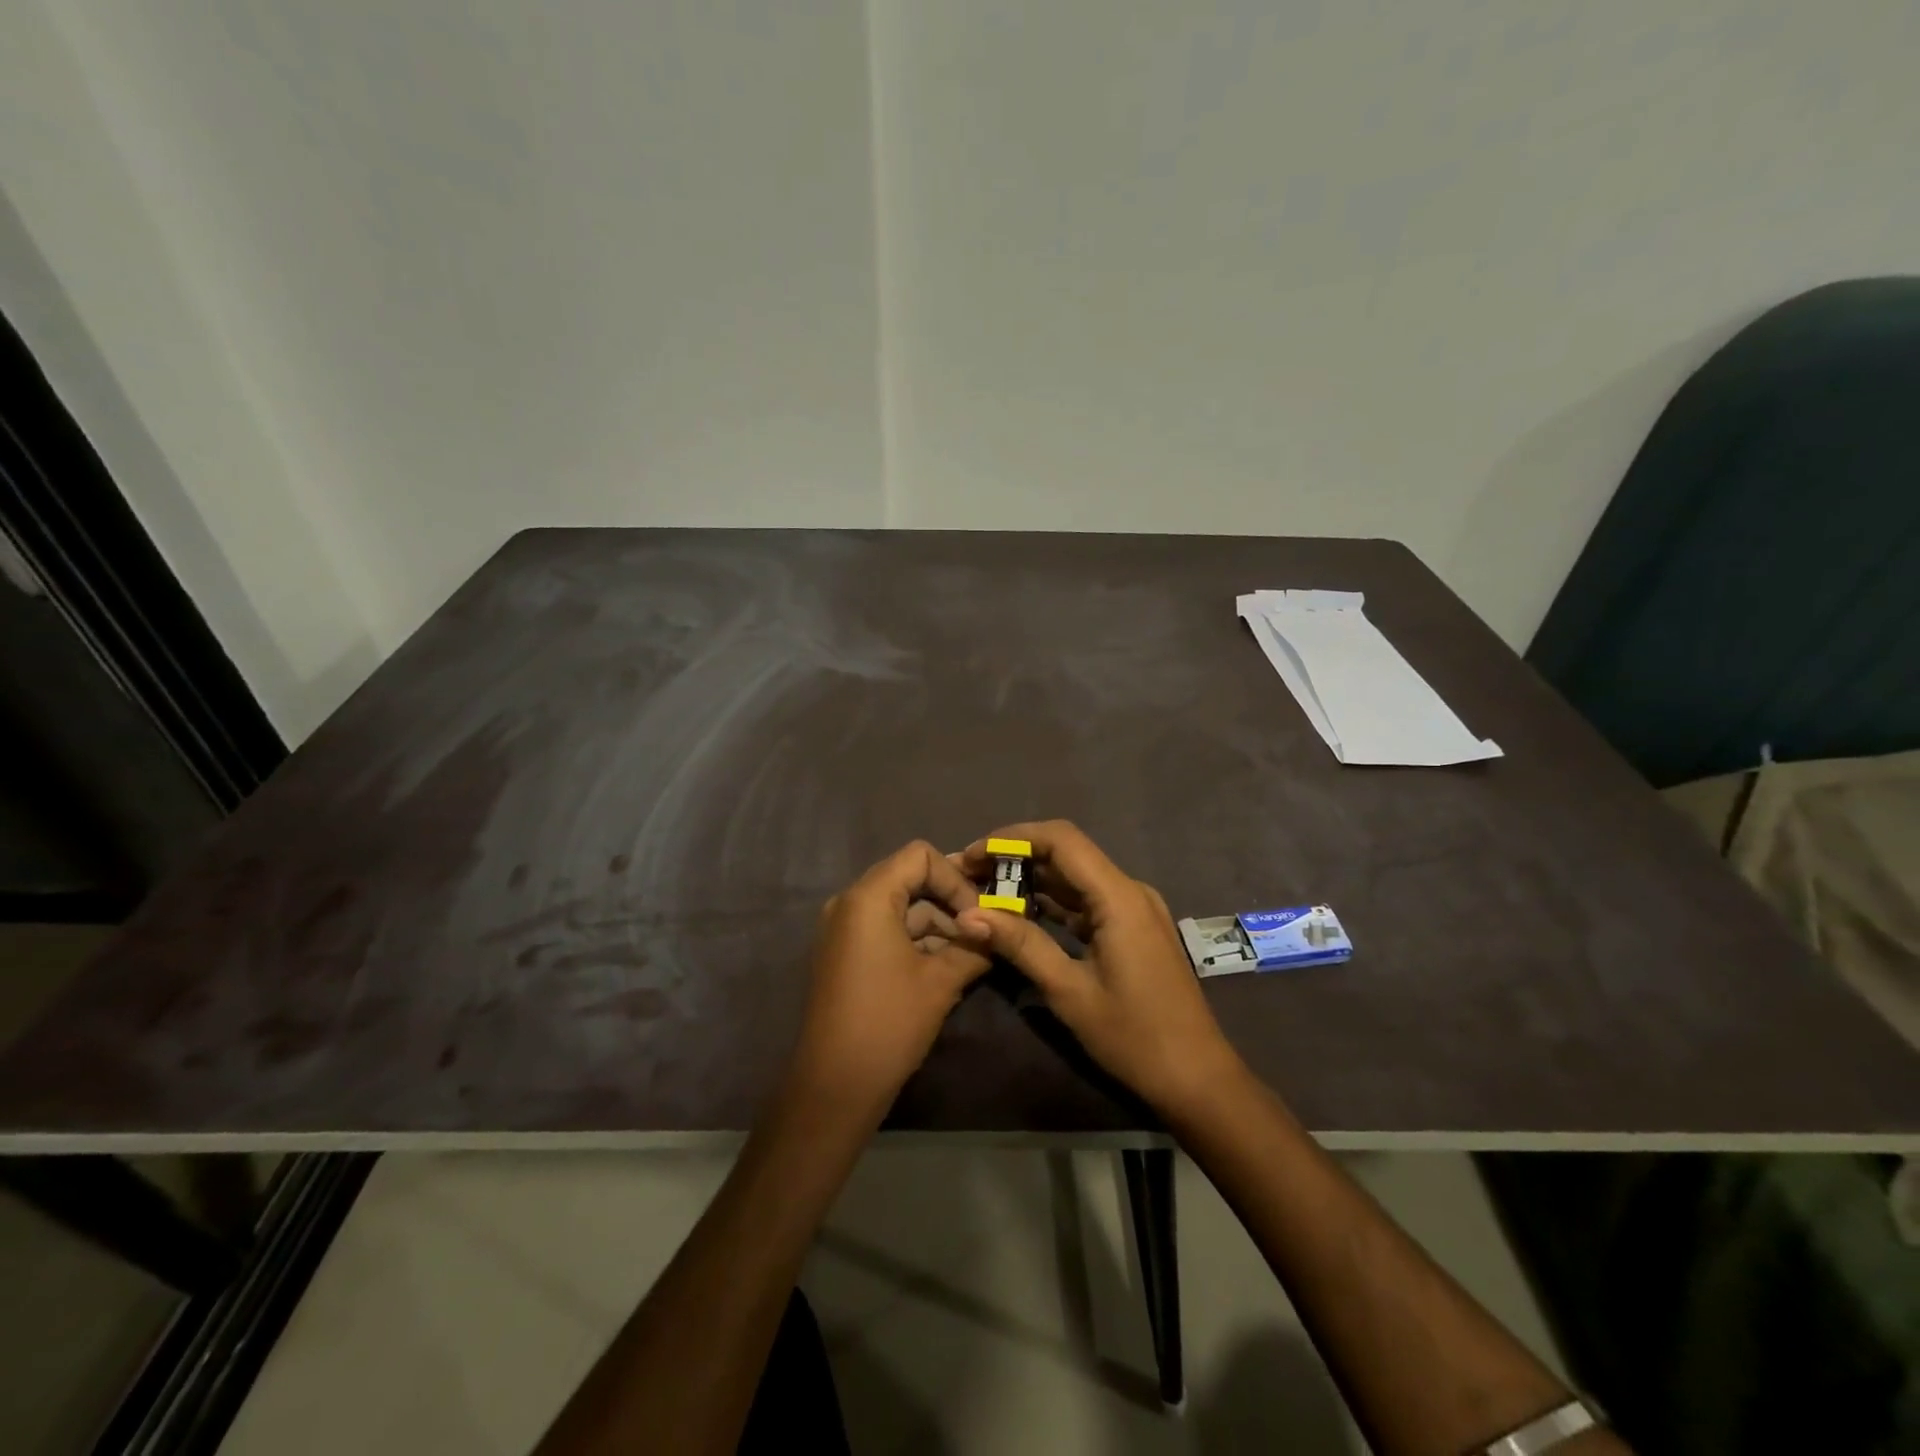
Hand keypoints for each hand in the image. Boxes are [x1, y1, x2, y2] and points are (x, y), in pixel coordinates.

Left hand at [786, 841, 991, 1119]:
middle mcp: (849, 902)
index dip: (955, 878)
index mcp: (868, 897)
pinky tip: (946, 966)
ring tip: (972, 954)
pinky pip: (885, 929)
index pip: (920, 856)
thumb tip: (1000, 929)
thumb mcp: (941, 981)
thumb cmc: (888, 1023)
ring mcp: (843, 929)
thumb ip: (973, 945)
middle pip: (909, 878)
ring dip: (937, 924)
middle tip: (983, 931)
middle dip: (950, 901)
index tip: (979, 913)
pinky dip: (916, 940)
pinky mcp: (844, 954)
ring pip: (900, 907)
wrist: (834, 1087)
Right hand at [954, 821, 1240, 1114]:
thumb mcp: (1069, 992)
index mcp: (1119, 897)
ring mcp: (1134, 908)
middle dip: (1015, 857)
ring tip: (984, 891)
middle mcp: (1129, 890)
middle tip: (968, 875)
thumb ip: (1020, 944)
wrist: (1197, 1077)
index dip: (1012, 838)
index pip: (1061, 840)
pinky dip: (1052, 901)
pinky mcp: (1132, 927)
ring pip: (1075, 876)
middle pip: (1066, 852)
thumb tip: (966, 915)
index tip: (971, 855)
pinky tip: (1019, 913)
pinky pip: (1086, 900)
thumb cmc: (1134, 1037)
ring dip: (1031, 878)